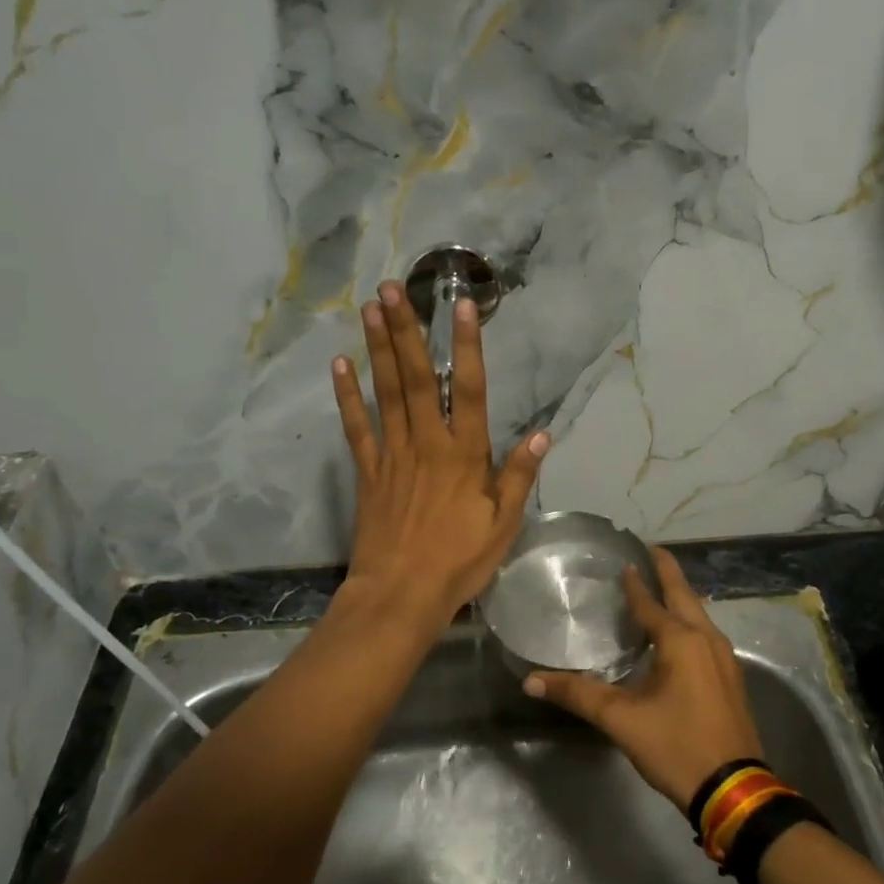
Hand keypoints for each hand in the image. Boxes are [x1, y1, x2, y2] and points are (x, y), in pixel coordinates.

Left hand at [331, 281, 549, 628]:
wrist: (400, 594)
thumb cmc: (458, 561)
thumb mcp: (503, 524)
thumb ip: (518, 476)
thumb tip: (543, 434)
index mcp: (464, 455)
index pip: (470, 391)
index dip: (467, 346)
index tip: (460, 306)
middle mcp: (427, 444)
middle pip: (418, 379)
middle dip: (406, 332)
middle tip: (392, 289)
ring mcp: (393, 455)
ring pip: (386, 393)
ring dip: (378, 349)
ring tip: (370, 308)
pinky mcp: (368, 472)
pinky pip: (356, 427)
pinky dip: (348, 396)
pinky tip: (340, 365)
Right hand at [523, 548, 763, 806]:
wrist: (733, 789)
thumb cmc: (676, 746)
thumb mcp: (621, 720)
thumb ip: (577, 695)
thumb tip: (531, 681)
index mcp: (680, 641)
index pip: (650, 603)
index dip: (635, 583)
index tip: (625, 561)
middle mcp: (706, 639)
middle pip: (684, 595)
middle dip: (667, 572)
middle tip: (650, 551)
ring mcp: (724, 658)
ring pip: (699, 615)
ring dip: (680, 597)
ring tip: (661, 588)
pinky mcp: (730, 678)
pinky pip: (706, 635)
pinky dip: (690, 622)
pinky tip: (679, 634)